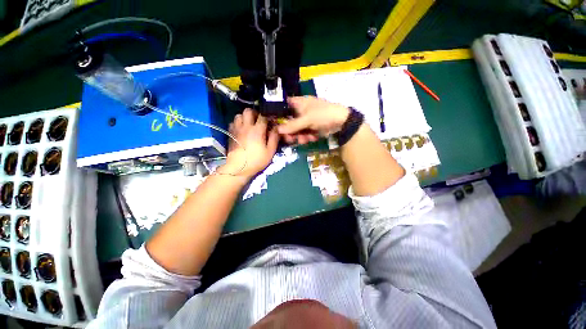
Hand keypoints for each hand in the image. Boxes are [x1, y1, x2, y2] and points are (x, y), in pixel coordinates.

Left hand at [221, 109, 278, 179]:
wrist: (238, 168)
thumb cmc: (256, 161)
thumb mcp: (270, 151)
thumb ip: (274, 138)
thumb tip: (276, 128)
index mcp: (257, 130)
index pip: (263, 116)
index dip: (267, 117)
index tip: (270, 121)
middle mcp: (246, 126)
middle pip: (248, 111)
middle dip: (254, 113)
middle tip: (258, 121)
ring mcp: (236, 129)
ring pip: (239, 115)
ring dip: (245, 117)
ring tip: (249, 125)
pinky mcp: (230, 133)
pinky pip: (233, 122)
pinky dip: (238, 123)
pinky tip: (241, 130)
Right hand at [278, 96, 349, 144]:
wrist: (342, 122)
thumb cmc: (323, 115)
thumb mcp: (307, 119)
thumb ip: (292, 125)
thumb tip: (277, 129)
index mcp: (299, 103)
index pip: (284, 106)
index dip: (279, 115)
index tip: (276, 125)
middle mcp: (301, 111)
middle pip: (289, 121)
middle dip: (290, 131)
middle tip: (290, 139)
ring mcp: (307, 120)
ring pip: (297, 129)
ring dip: (300, 136)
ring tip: (304, 140)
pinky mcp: (312, 127)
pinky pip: (305, 133)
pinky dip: (307, 137)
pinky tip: (312, 138)